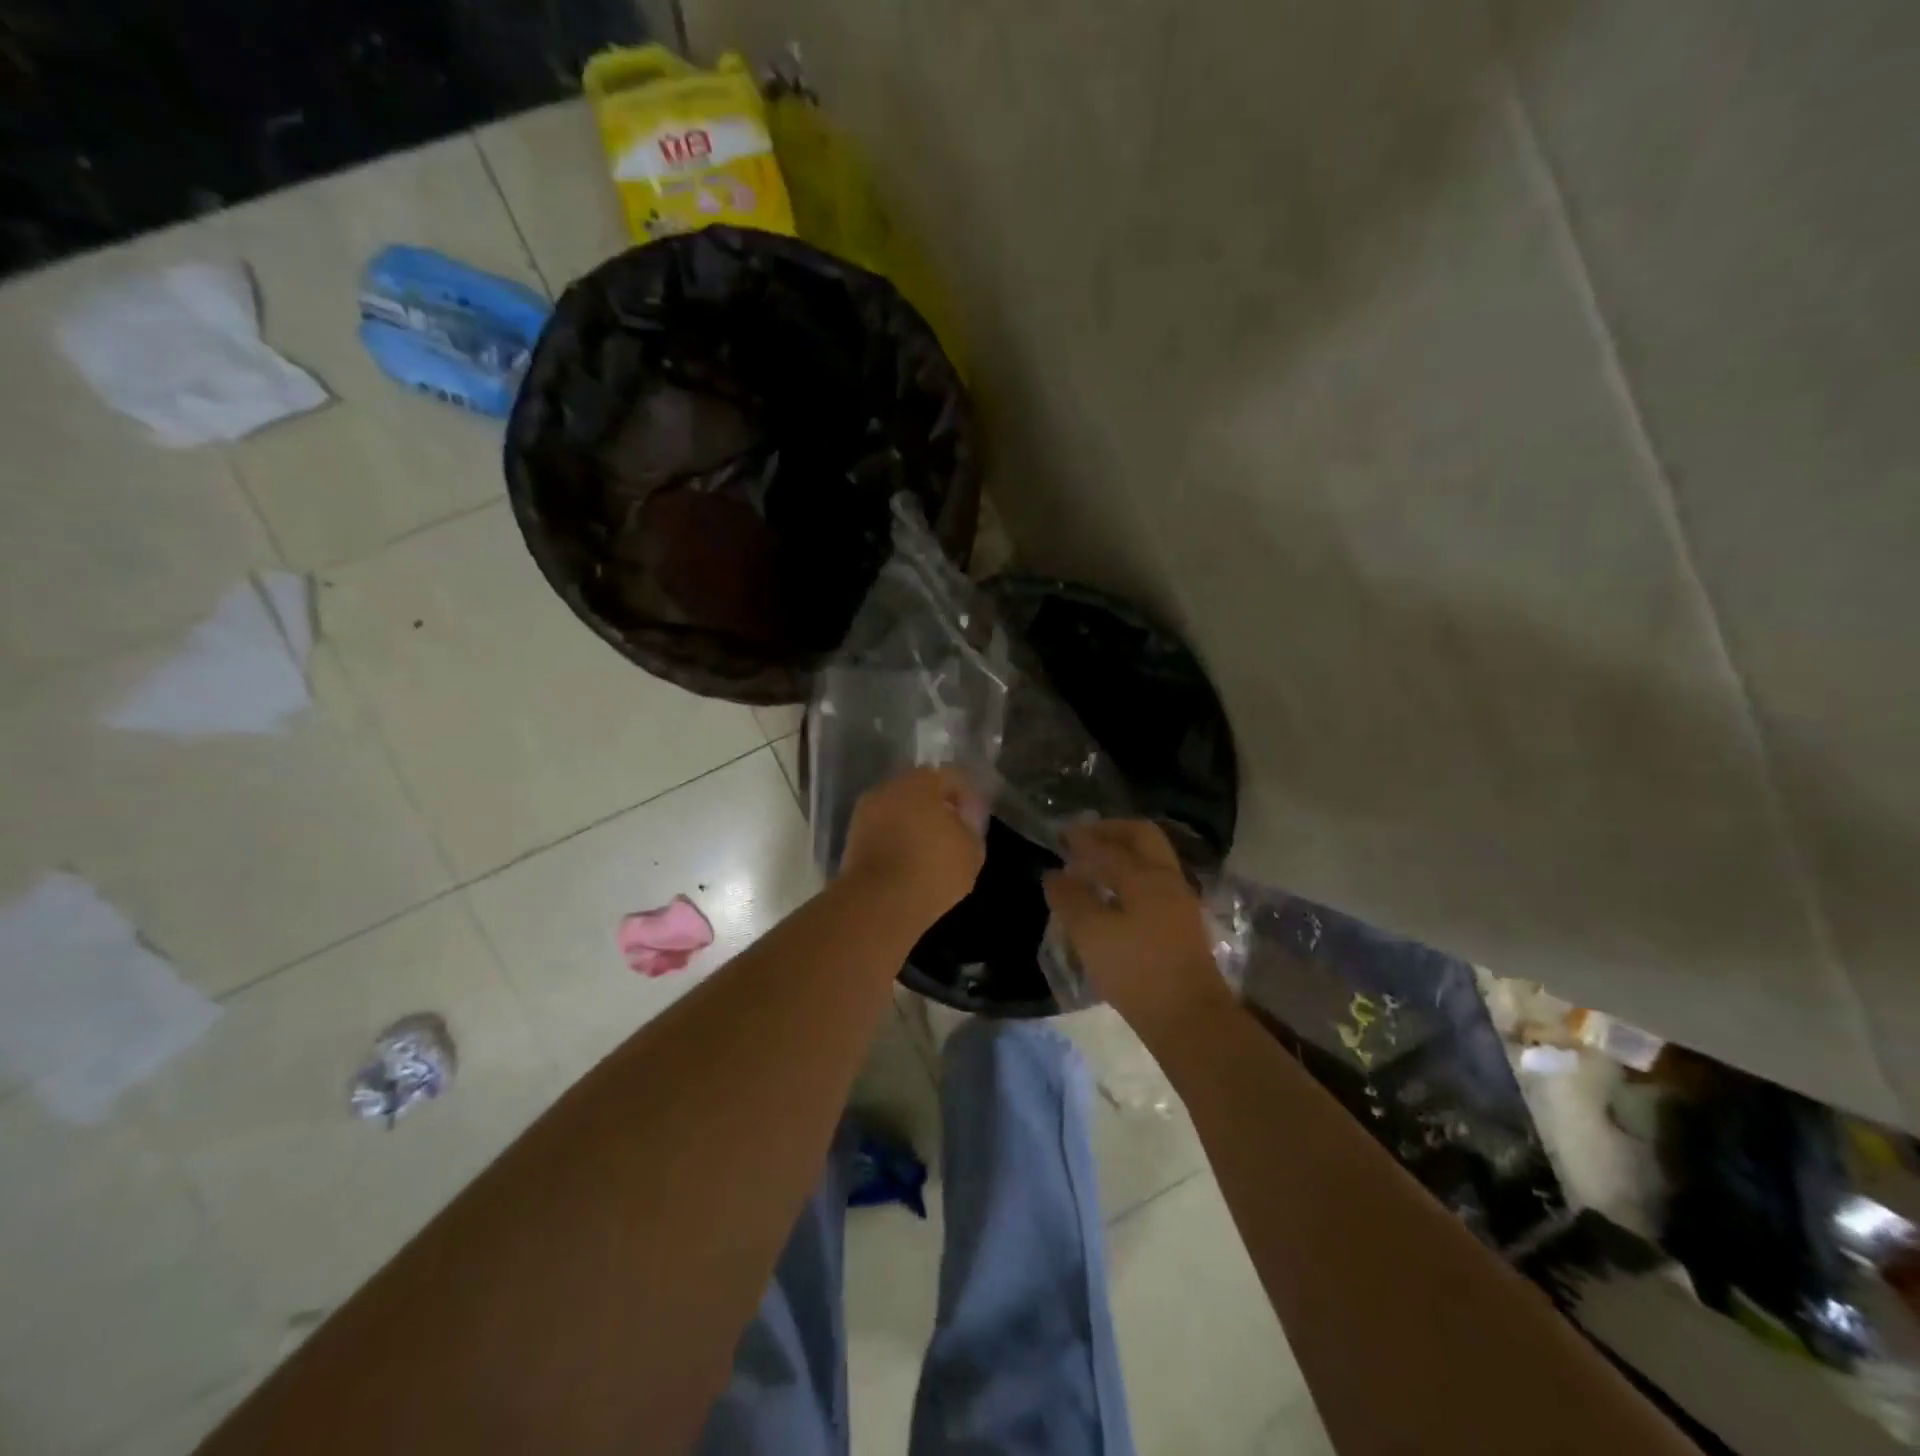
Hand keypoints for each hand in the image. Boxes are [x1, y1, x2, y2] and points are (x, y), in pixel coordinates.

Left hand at [840, 766, 986, 931]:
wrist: (878, 903)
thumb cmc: (933, 870)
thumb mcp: (972, 851)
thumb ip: (972, 825)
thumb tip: (965, 815)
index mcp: (922, 781)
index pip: (951, 777)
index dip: (966, 797)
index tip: (974, 820)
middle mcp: (890, 787)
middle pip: (920, 789)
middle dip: (936, 807)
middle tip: (952, 833)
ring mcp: (866, 810)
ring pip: (898, 809)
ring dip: (912, 822)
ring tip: (928, 850)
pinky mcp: (852, 836)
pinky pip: (882, 829)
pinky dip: (894, 838)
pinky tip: (907, 860)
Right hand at [1042, 820, 1234, 1037]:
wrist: (1189, 1018)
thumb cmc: (1136, 971)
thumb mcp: (1091, 934)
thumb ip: (1070, 899)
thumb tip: (1054, 875)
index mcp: (1145, 876)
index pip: (1109, 847)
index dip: (1082, 840)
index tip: (1061, 836)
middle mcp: (1167, 879)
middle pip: (1142, 837)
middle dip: (1112, 832)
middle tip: (1084, 840)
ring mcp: (1179, 901)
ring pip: (1151, 860)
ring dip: (1123, 855)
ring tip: (1094, 869)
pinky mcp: (1182, 924)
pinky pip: (1154, 883)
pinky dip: (1131, 877)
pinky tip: (1113, 897)